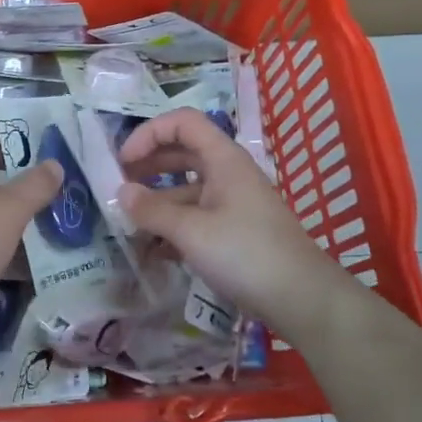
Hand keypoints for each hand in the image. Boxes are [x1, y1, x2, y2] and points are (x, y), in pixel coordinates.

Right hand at [117, 107, 345, 329]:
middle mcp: (228, 173)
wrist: (302, 299)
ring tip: (128, 224)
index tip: (123, 161)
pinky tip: (152, 250)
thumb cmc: (246, 253)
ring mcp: (233, 203)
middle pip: (182, 153)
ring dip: (157, 202)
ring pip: (186, 189)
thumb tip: (121, 192)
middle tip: (118, 186)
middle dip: (148, 165)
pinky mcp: (234, 231)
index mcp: (223, 159)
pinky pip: (196, 217)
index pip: (182, 122)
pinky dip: (173, 226)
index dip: (149, 133)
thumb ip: (152, 210)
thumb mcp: (191, 231)